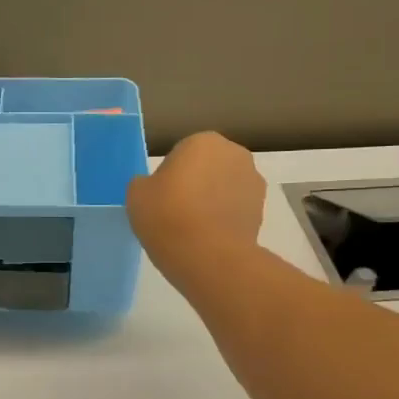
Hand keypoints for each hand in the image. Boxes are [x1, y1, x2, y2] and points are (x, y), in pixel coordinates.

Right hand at [126, 132, 266, 265]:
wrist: (209, 257)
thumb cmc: (168, 216)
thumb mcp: (136, 194)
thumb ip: (146, 183)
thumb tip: (156, 188)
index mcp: (203, 141)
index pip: (181, 153)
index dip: (169, 176)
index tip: (161, 197)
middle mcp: (234, 154)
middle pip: (207, 167)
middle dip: (195, 184)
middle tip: (175, 211)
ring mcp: (253, 182)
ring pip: (224, 188)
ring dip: (213, 201)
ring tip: (194, 229)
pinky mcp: (262, 211)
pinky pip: (235, 209)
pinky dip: (225, 219)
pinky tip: (209, 239)